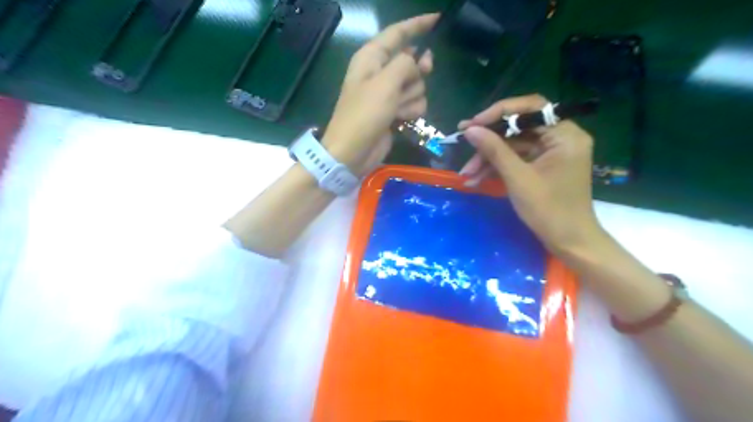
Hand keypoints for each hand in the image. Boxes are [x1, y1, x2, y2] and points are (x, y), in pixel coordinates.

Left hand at [321, 14, 438, 175]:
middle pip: (412, 61)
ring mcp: (388, 93)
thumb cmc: (364, 114)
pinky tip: (400, 119)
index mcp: (372, 57)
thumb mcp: (386, 83)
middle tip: (414, 80)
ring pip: (417, 85)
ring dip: (411, 98)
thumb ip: (405, 64)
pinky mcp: (394, 111)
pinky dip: (411, 111)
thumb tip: (416, 61)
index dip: (418, 25)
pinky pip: (415, 103)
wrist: (353, 151)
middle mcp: (380, 72)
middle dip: (416, 73)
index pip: (398, 33)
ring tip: (396, 110)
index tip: (438, 19)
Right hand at [458, 93, 604, 254]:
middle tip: (463, 143)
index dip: (499, 113)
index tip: (473, 124)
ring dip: (489, 158)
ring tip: (467, 174)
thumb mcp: (518, 178)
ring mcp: (551, 152)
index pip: (531, 108)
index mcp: (565, 135)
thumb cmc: (549, 210)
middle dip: (489, 141)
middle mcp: (560, 138)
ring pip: (513, 145)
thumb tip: (470, 130)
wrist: (569, 242)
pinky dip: (497, 168)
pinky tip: (477, 179)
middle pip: (519, 127)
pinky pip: (516, 159)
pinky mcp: (542, 166)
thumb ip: (494, 150)